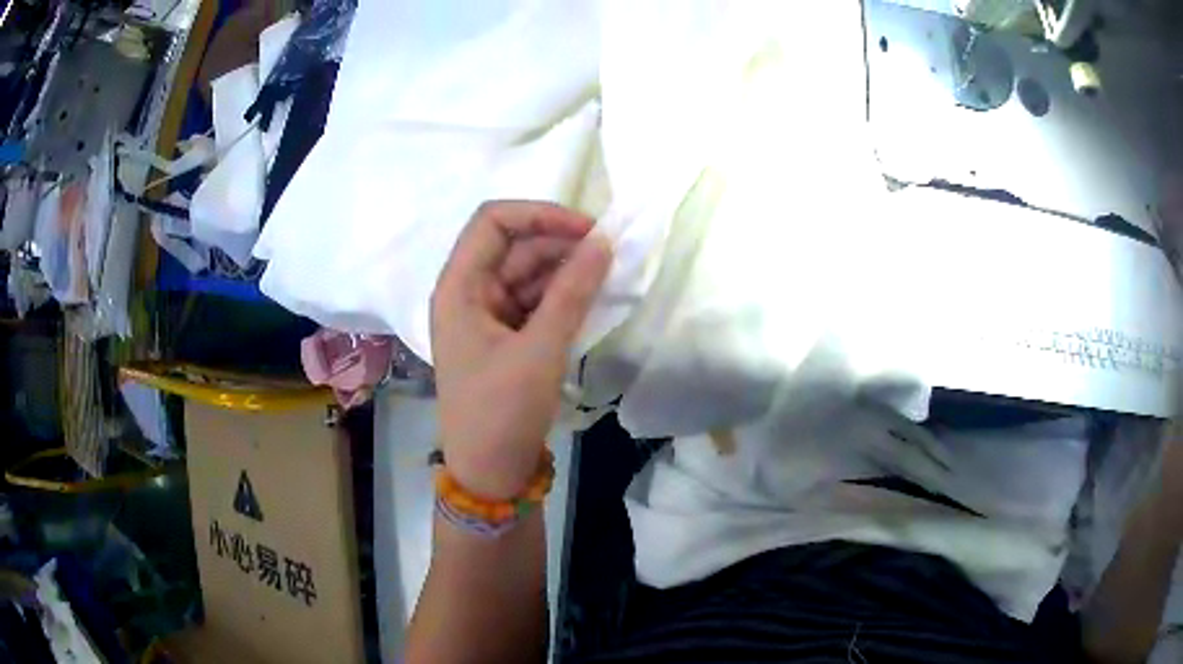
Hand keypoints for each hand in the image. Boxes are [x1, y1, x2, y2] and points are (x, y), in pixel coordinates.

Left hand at [431, 201, 611, 499]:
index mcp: (459, 287)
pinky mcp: (504, 335)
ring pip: (527, 272)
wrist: (489, 472)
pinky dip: (561, 296)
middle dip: (559, 244)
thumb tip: (604, 243)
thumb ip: (572, 292)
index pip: (493, 222)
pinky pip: (534, 300)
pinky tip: (590, 300)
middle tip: (608, 255)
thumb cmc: (502, 411)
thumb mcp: (540, 350)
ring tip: (606, 277)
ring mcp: (486, 314)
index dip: (539, 214)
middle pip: (514, 245)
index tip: (587, 230)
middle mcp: (468, 292)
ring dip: (564, 270)